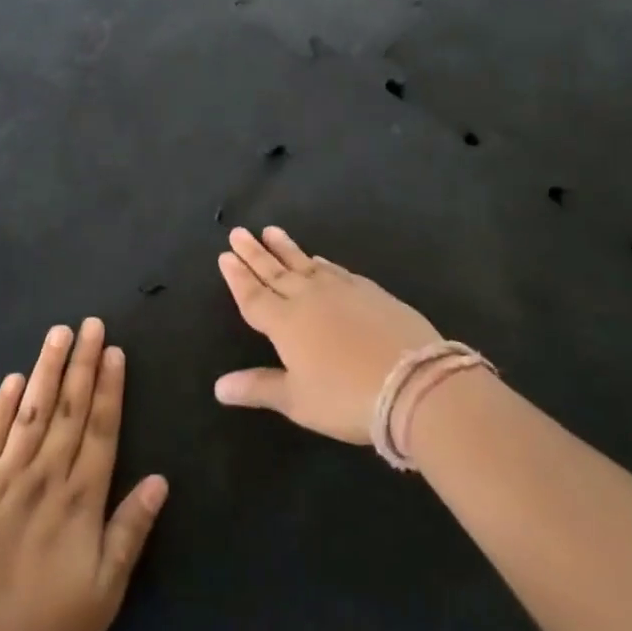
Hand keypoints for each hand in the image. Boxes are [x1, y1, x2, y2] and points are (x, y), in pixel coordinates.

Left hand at [0, 318, 167, 630]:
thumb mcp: (105, 593)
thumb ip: (131, 530)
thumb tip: (160, 479)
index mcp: (80, 499)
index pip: (101, 428)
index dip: (110, 387)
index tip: (114, 351)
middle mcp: (45, 477)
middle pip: (69, 409)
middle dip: (83, 363)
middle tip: (91, 324)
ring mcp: (4, 479)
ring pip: (31, 411)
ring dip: (47, 370)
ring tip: (59, 334)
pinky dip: (2, 405)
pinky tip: (13, 379)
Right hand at [213, 226, 441, 443]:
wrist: (412, 381)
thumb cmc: (346, 397)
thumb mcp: (297, 400)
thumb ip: (258, 387)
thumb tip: (218, 386)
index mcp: (285, 323)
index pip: (253, 295)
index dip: (238, 277)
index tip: (225, 255)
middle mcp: (309, 298)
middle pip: (275, 271)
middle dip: (254, 253)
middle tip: (239, 232)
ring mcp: (341, 290)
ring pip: (305, 263)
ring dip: (285, 248)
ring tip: (271, 231)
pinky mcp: (369, 291)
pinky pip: (336, 270)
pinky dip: (322, 262)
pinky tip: (319, 258)